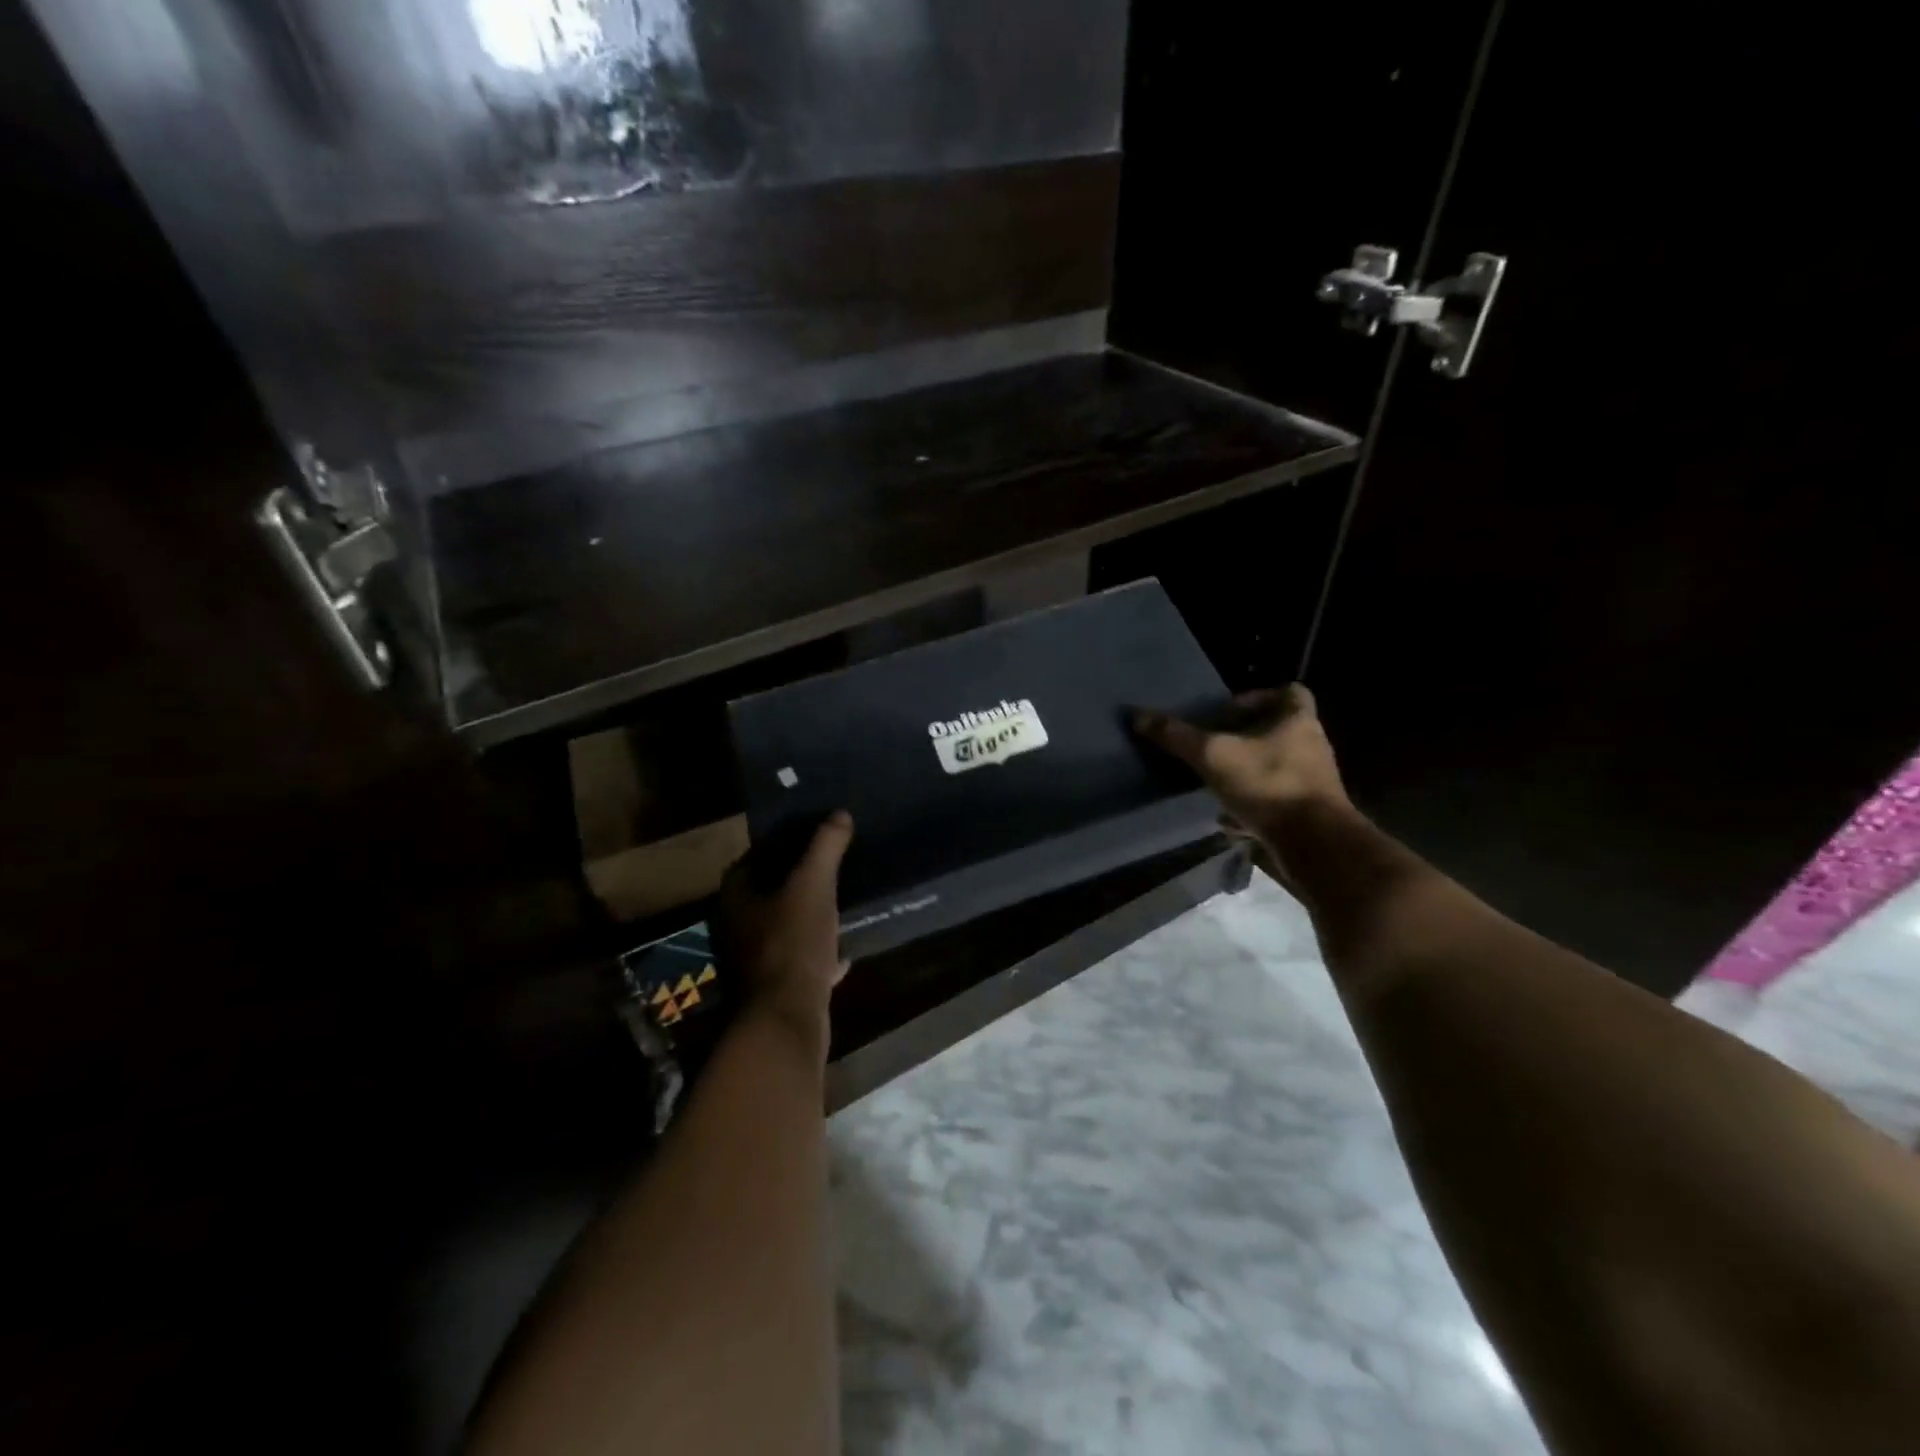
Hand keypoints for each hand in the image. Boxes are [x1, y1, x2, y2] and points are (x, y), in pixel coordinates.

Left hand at [714, 811, 854, 1053]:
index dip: (779, 844)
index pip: (752, 859)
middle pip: (766, 894)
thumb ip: (825, 847)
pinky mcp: (772, 990)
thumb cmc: (792, 944)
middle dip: (796, 881)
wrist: (785, 1021)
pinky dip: (818, 955)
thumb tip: (839, 814)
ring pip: (782, 929)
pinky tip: (844, 954)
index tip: (810, 836)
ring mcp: (752, 962)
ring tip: (839, 904)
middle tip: (828, 867)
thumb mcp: (814, 886)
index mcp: (736, 898)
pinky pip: (797, 961)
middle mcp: (736, 928)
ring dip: (807, 917)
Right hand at [1132, 684, 1350, 865]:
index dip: (1257, 697)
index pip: (1289, 691)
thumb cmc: (1268, 785)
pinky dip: (1253, 805)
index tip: (1226, 713)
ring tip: (1214, 782)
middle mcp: (1311, 745)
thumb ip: (1177, 736)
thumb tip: (1136, 715)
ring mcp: (1313, 781)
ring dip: (1246, 772)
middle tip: (1212, 747)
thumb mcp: (1214, 755)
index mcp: (1297, 720)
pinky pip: (1276, 799)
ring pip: (1274, 767)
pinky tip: (1228, 819)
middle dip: (1244, 739)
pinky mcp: (1309, 812)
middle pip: (1278, 731)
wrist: (1315, 844)